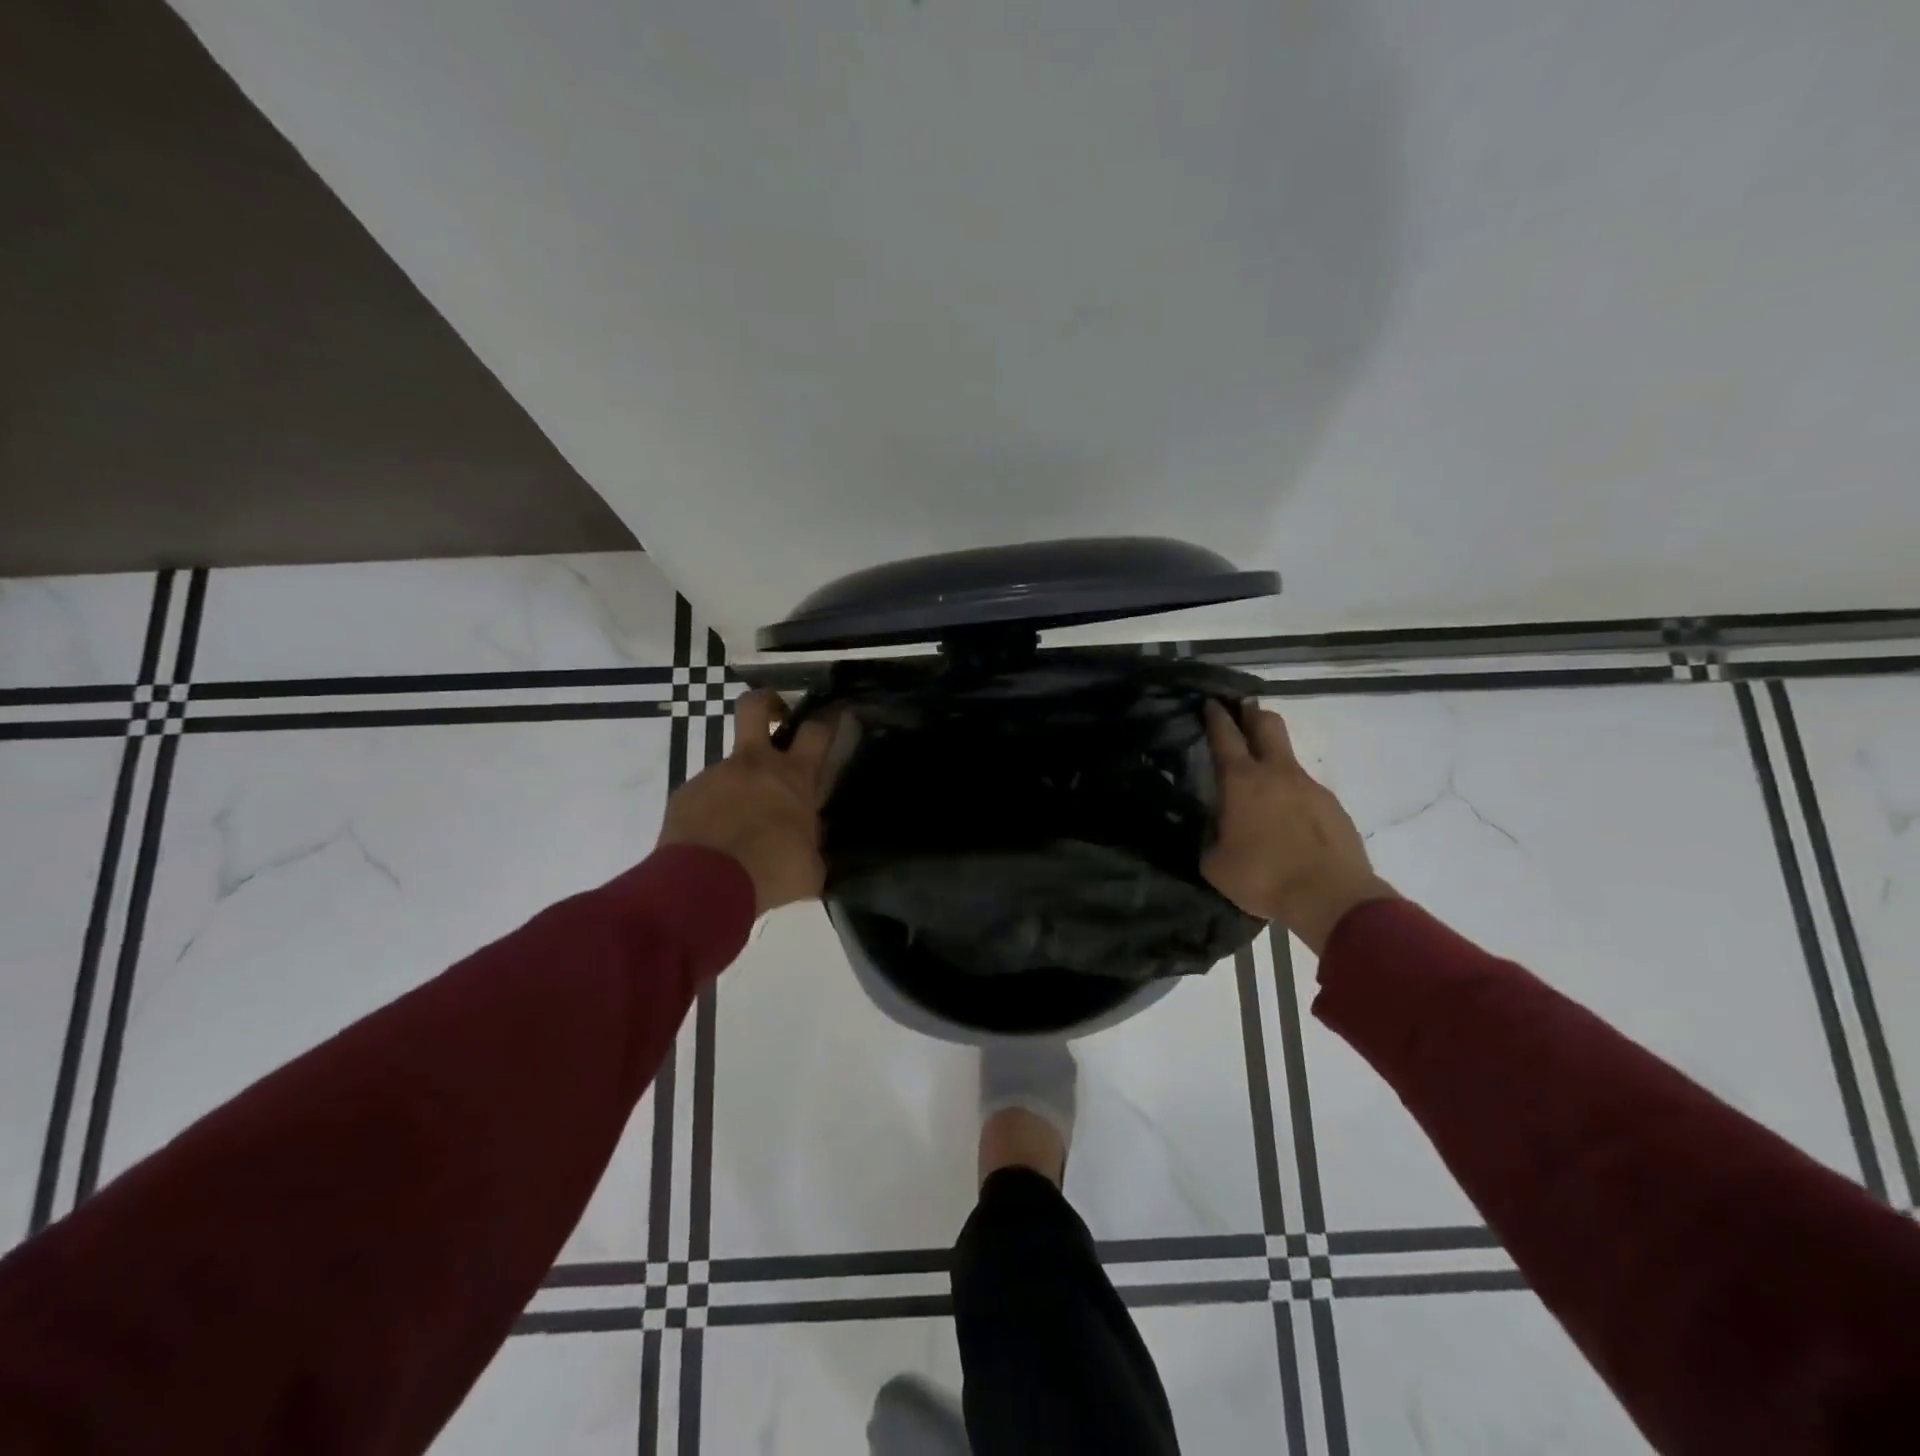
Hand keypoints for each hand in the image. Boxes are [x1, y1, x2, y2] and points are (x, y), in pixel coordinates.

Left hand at [658, 690, 836, 914]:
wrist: (706, 886)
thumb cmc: (773, 873)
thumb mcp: (810, 866)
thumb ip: (809, 844)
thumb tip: (805, 845)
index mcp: (793, 778)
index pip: (816, 731)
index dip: (827, 719)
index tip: (832, 716)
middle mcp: (754, 765)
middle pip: (756, 706)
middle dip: (768, 702)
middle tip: (776, 717)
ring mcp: (715, 775)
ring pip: (730, 766)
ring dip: (739, 786)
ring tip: (739, 827)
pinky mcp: (685, 795)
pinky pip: (704, 796)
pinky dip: (712, 812)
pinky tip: (714, 842)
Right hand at [1201, 701, 1396, 954]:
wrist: (1332, 898)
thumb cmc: (1263, 876)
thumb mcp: (1214, 864)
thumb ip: (1209, 837)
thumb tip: (1212, 829)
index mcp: (1242, 781)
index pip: (1225, 735)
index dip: (1215, 715)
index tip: (1210, 702)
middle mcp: (1277, 773)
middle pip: (1267, 724)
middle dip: (1251, 712)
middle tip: (1240, 711)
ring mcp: (1311, 787)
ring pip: (1288, 758)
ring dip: (1272, 759)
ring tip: (1260, 785)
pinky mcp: (1333, 807)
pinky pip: (1306, 791)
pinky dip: (1292, 796)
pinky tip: (1287, 821)